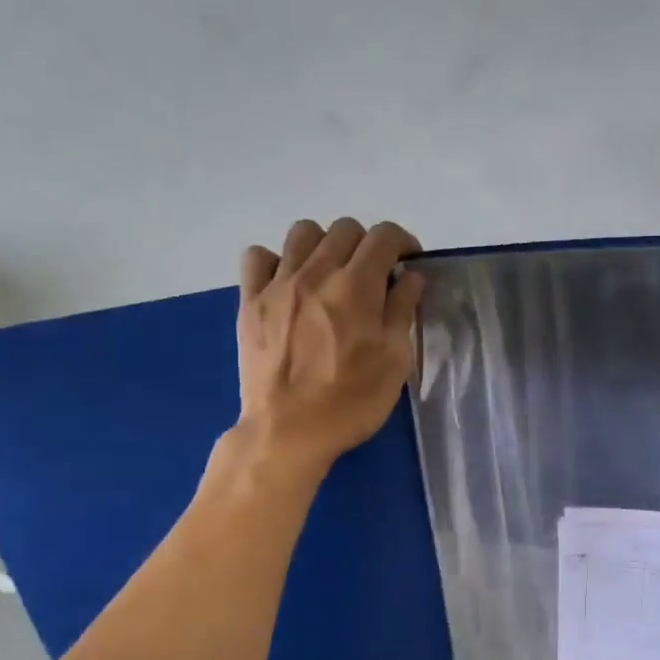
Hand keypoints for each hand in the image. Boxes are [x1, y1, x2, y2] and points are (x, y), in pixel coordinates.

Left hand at [229, 218, 423, 485]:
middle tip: (374, 276)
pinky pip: (258, 257)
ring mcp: (278, 284)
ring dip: (325, 245)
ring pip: (302, 233)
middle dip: (367, 244)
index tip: (408, 262)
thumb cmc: (352, 401)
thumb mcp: (395, 362)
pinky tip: (289, 284)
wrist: (289, 431)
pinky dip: (277, 260)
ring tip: (332, 275)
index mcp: (357, 286)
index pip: (384, 236)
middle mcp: (316, 272)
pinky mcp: (250, 301)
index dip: (402, 241)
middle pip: (345, 229)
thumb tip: (410, 277)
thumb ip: (402, 312)